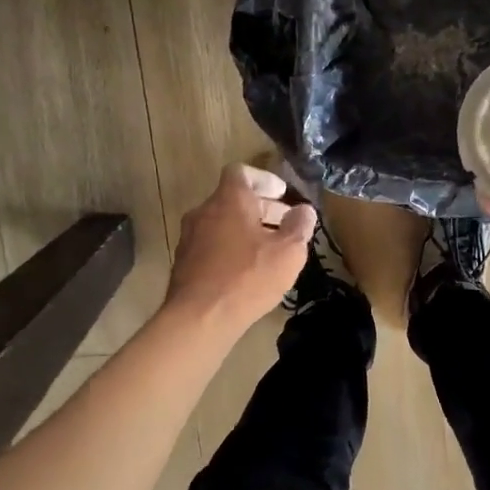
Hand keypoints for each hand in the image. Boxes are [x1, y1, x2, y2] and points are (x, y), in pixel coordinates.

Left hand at [165, 165, 316, 335]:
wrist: (200, 318)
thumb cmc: (248, 277)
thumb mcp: (288, 252)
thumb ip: (299, 226)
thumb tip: (304, 211)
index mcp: (229, 200)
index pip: (241, 172)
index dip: (264, 179)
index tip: (282, 194)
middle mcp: (204, 211)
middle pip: (234, 199)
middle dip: (262, 208)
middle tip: (286, 225)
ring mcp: (190, 237)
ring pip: (223, 223)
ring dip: (247, 230)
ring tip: (270, 251)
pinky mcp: (185, 262)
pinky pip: (212, 244)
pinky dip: (232, 248)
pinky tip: (248, 271)